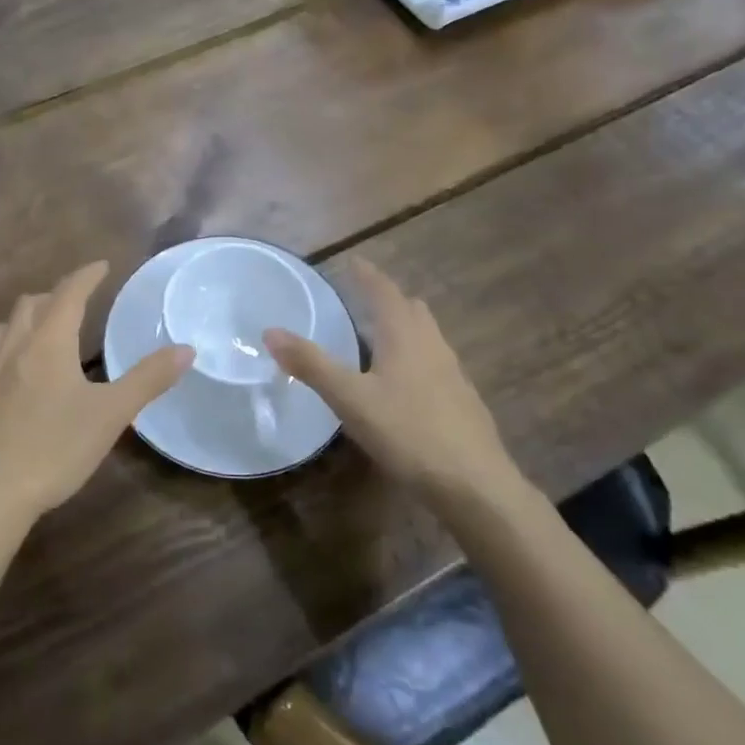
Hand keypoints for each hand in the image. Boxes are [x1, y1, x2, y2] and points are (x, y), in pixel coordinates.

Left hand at [0, 262, 191, 529]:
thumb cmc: (55, 449)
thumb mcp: (111, 414)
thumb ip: (148, 379)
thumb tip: (186, 349)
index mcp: (48, 343)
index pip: (69, 293)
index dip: (86, 275)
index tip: (101, 266)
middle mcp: (11, 348)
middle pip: (30, 305)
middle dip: (54, 296)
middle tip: (74, 303)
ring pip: (1, 332)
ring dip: (23, 323)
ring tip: (39, 335)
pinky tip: (4, 381)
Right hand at [265, 258, 523, 497]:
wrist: (474, 484)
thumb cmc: (408, 432)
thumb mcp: (350, 399)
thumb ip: (311, 364)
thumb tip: (270, 331)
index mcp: (405, 335)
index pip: (384, 292)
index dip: (368, 275)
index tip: (354, 261)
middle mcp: (432, 345)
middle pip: (411, 310)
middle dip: (388, 299)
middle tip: (363, 298)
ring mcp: (452, 373)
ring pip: (426, 336)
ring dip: (403, 327)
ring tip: (378, 337)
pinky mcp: (462, 400)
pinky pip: (434, 363)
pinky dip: (414, 356)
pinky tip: (401, 383)